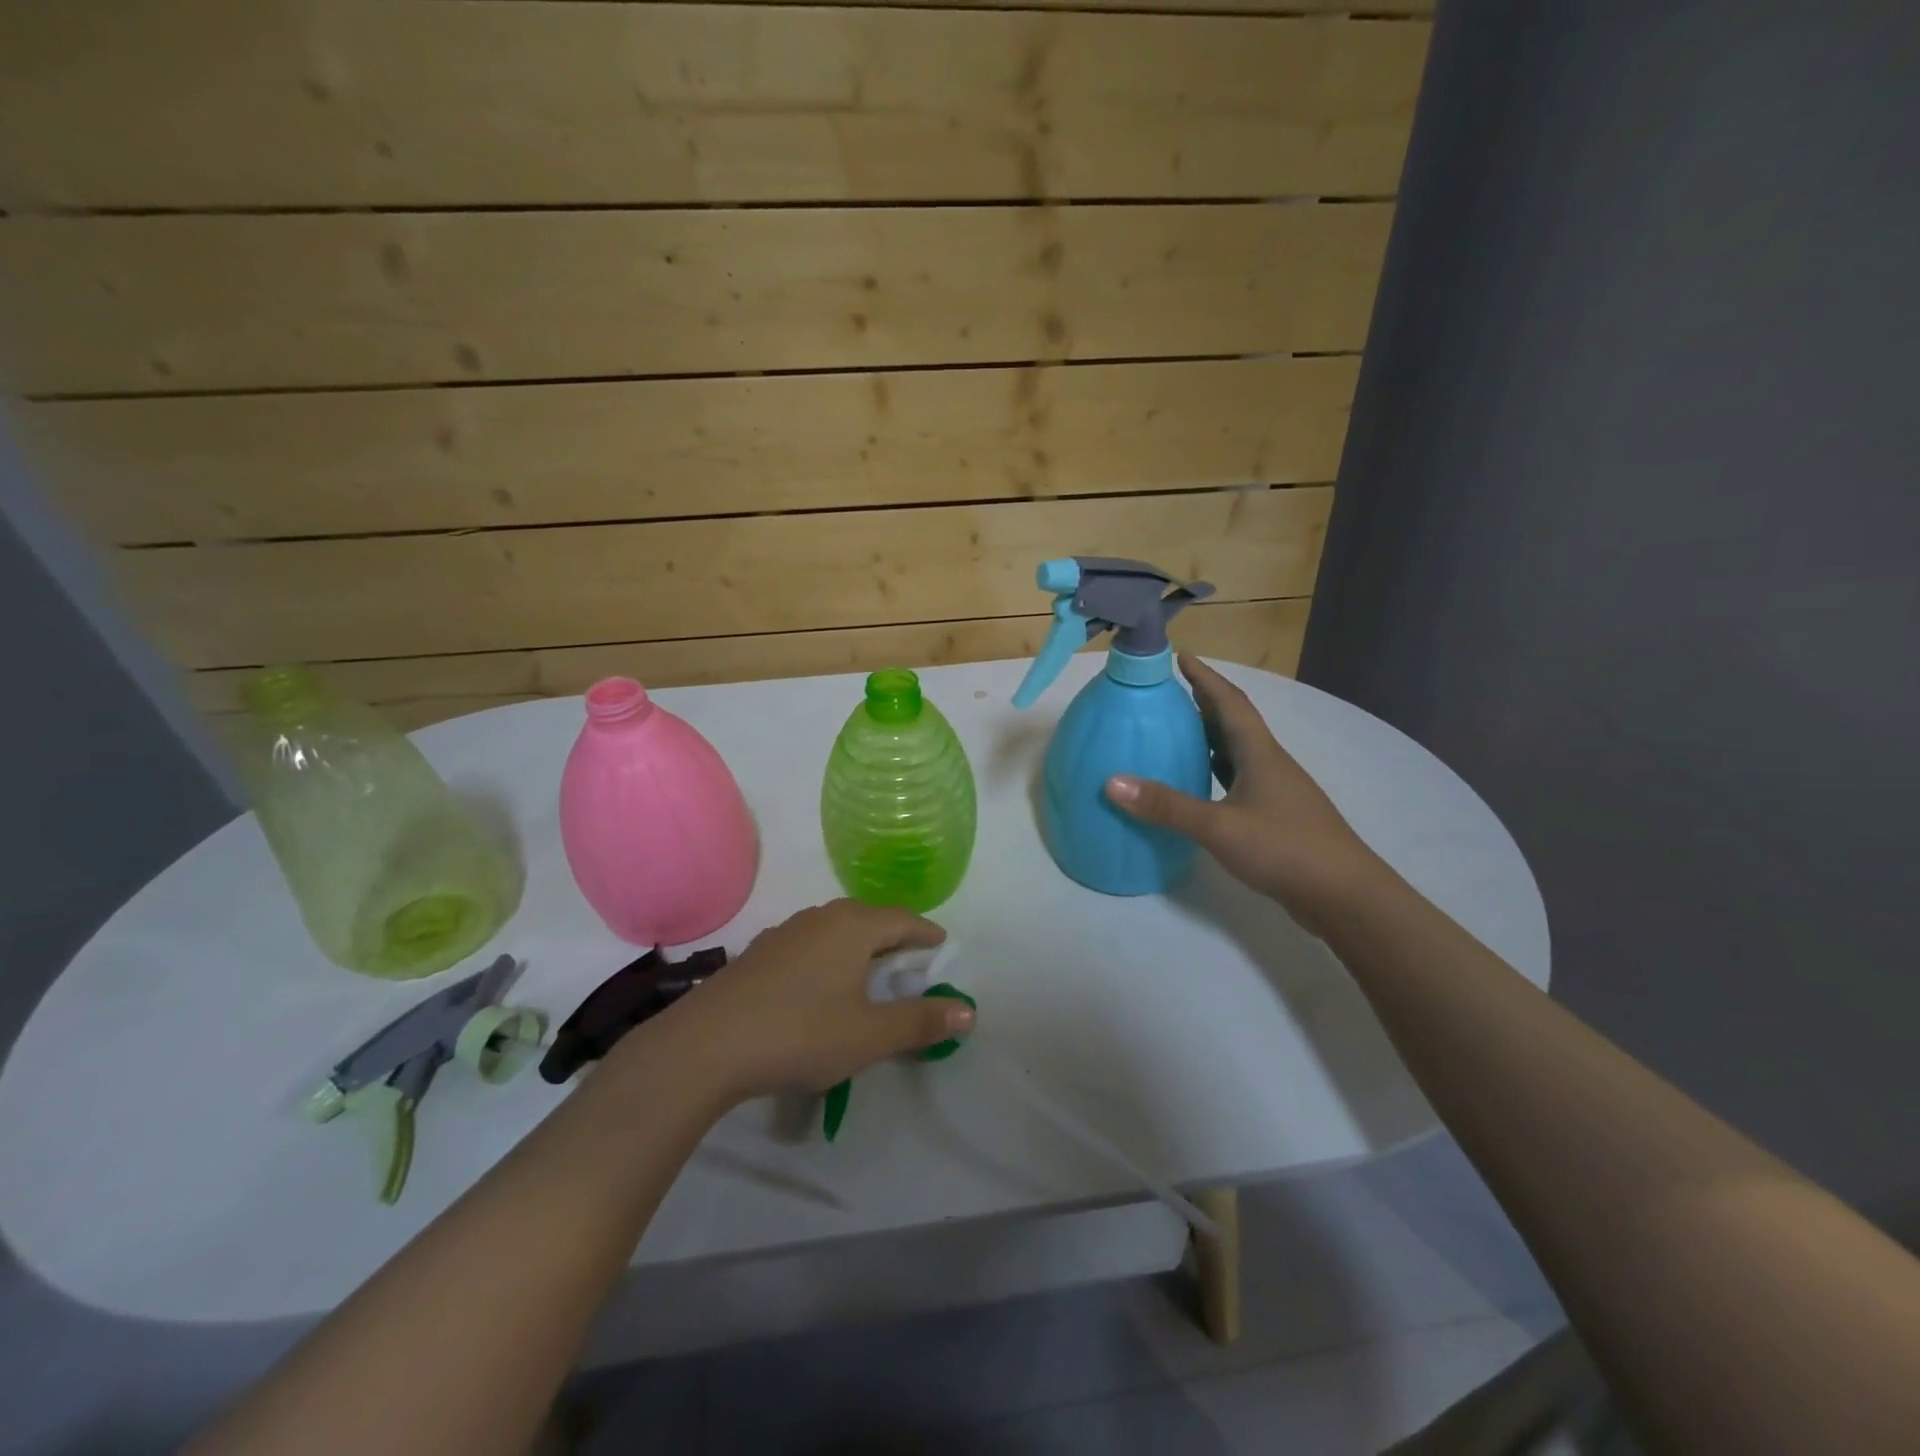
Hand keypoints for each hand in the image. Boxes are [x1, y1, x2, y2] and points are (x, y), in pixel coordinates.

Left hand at [644, 900, 973, 1102]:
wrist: (706, 1046)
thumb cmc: (800, 1033)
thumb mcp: (870, 1035)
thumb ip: (920, 1022)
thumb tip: (969, 1011)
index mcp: (853, 926)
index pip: (903, 920)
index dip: (926, 934)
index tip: (941, 946)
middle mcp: (821, 918)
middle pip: (869, 919)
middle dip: (893, 936)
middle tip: (911, 960)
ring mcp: (785, 933)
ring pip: (836, 929)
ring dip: (859, 946)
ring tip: (869, 970)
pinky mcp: (759, 953)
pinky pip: (809, 945)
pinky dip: (829, 957)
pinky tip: (820, 984)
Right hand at [1105, 655, 1384, 929]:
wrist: (1345, 896)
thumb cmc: (1284, 848)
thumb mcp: (1219, 826)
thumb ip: (1167, 806)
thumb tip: (1112, 782)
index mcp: (1260, 754)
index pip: (1230, 703)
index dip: (1205, 678)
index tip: (1181, 656)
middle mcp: (1270, 764)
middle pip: (1235, 723)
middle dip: (1204, 703)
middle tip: (1170, 692)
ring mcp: (1277, 792)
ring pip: (1238, 753)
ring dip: (1210, 738)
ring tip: (1178, 733)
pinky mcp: (1277, 817)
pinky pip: (1239, 781)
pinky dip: (1217, 773)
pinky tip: (1201, 786)